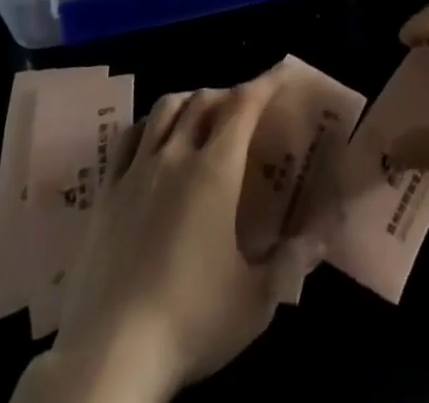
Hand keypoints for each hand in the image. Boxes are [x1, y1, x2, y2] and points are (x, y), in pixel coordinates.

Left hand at [38, 73, 321, 402]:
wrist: (110, 355)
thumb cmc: (191, 323)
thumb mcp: (255, 303)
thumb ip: (292, 264)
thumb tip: (322, 236)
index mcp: (215, 170)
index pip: (243, 105)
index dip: (265, 83)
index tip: (281, 73)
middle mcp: (176, 156)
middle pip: (203, 100)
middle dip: (227, 94)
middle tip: (243, 109)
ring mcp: (136, 171)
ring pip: (164, 109)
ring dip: (188, 102)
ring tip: (200, 116)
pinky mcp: (106, 193)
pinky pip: (128, 139)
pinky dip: (148, 126)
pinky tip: (153, 139)